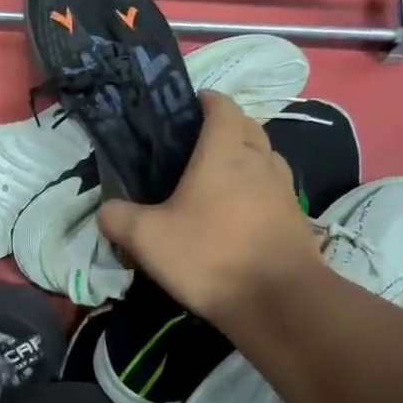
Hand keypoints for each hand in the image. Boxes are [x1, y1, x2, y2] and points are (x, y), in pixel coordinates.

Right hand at [98, 91, 324, 325]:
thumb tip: (105, 210)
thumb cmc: (209, 255)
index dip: (203, 100)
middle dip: (224, 126)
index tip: (182, 111)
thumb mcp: (146, 238)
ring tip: (215, 180)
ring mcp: (284, 189)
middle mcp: (260, 159)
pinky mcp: (296, 218)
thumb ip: (117, 217)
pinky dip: (256, 191)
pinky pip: (273, 190)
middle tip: (192, 147)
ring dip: (244, 158)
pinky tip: (235, 216)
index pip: (221, 104)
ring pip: (264, 157)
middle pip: (246, 126)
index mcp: (225, 150)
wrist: (279, 302)